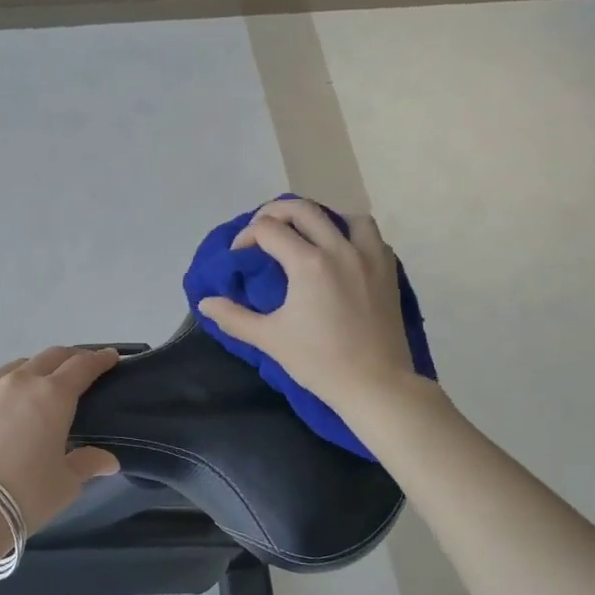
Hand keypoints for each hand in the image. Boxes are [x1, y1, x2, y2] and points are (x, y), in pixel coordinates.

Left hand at [0, 346, 121, 531]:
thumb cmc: (26, 495)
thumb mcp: (66, 483)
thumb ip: (87, 463)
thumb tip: (108, 461)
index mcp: (52, 396)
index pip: (82, 366)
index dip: (99, 360)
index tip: (110, 357)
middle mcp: (18, 383)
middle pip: (49, 357)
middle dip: (68, 358)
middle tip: (78, 368)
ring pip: (14, 369)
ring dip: (32, 372)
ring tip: (36, 389)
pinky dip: (0, 397)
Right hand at [197, 198, 417, 408]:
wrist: (374, 384)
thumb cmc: (319, 362)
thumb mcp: (269, 339)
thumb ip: (233, 317)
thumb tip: (205, 302)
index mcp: (308, 263)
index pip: (269, 230)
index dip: (247, 236)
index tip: (240, 255)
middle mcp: (340, 249)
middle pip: (304, 210)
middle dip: (276, 212)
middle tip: (262, 228)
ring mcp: (369, 258)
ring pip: (345, 216)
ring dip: (321, 218)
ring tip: (308, 235)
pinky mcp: (388, 271)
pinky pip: (371, 237)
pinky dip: (352, 236)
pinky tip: (342, 254)